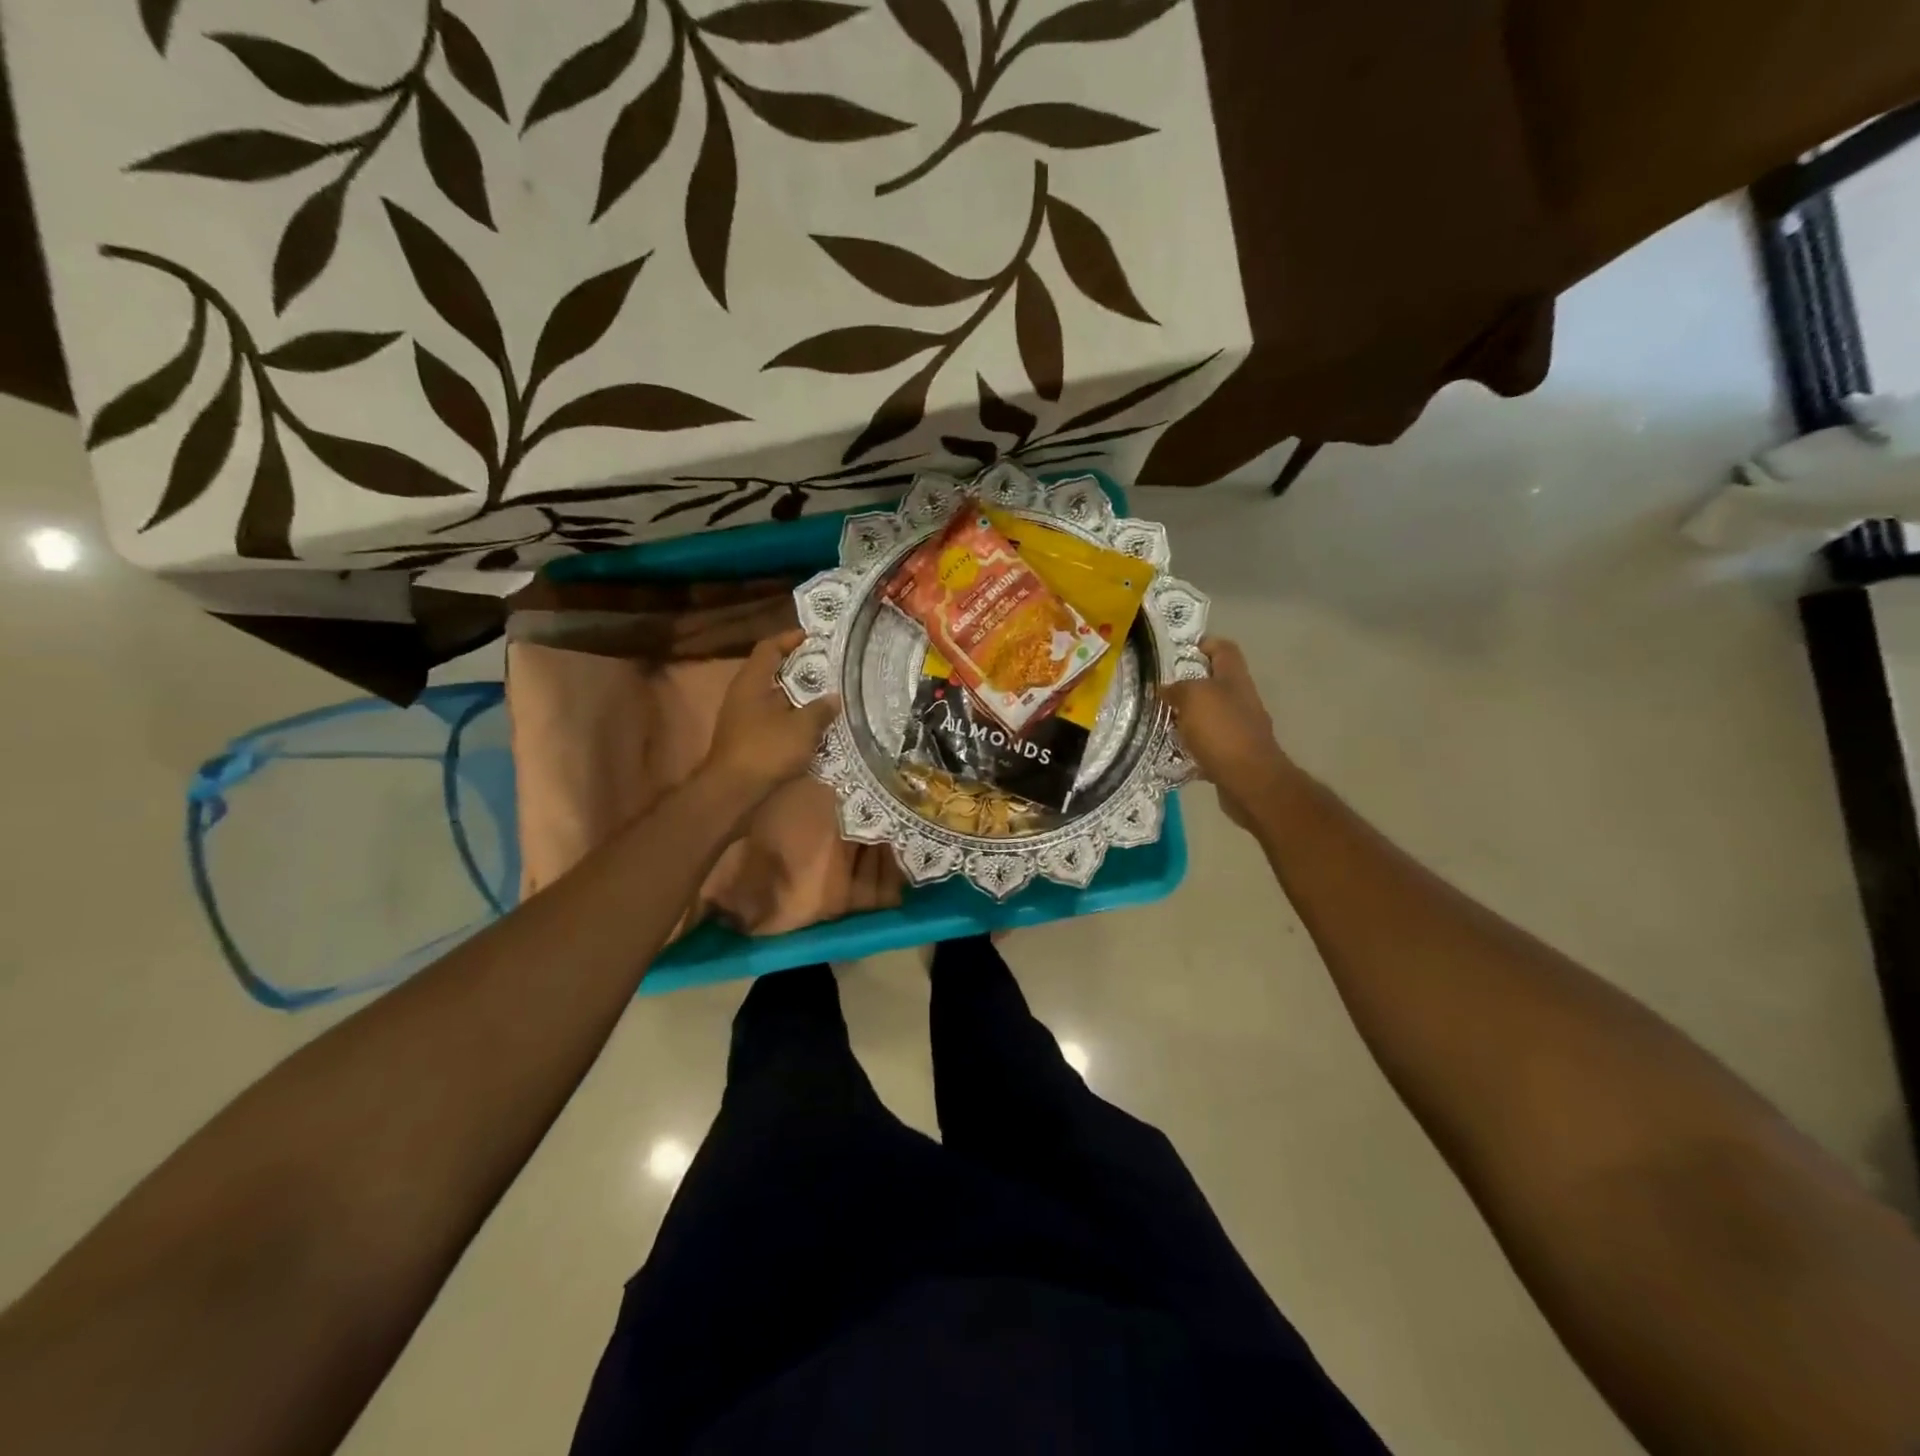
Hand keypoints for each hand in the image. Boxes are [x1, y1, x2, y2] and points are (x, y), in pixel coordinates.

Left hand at [704, 630, 840, 800]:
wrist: (733, 791)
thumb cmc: (766, 750)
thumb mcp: (802, 728)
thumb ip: (820, 709)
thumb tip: (834, 698)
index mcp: (752, 682)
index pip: (769, 648)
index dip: (789, 639)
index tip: (812, 637)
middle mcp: (743, 695)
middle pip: (772, 672)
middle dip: (799, 669)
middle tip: (827, 668)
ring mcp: (742, 719)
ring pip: (773, 698)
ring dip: (797, 696)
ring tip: (826, 696)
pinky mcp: (747, 739)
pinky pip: (773, 719)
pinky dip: (792, 717)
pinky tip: (812, 726)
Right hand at [1163, 638, 1292, 830]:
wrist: (1250, 781)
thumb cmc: (1223, 731)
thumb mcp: (1194, 697)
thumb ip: (1177, 688)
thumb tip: (1166, 689)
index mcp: (1234, 678)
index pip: (1224, 648)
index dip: (1204, 643)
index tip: (1177, 652)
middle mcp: (1241, 699)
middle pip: (1214, 682)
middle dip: (1187, 684)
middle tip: (1159, 689)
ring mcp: (1239, 728)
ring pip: (1208, 713)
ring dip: (1186, 716)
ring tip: (1159, 720)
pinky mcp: (1233, 754)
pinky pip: (1207, 742)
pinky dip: (1190, 744)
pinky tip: (1171, 750)